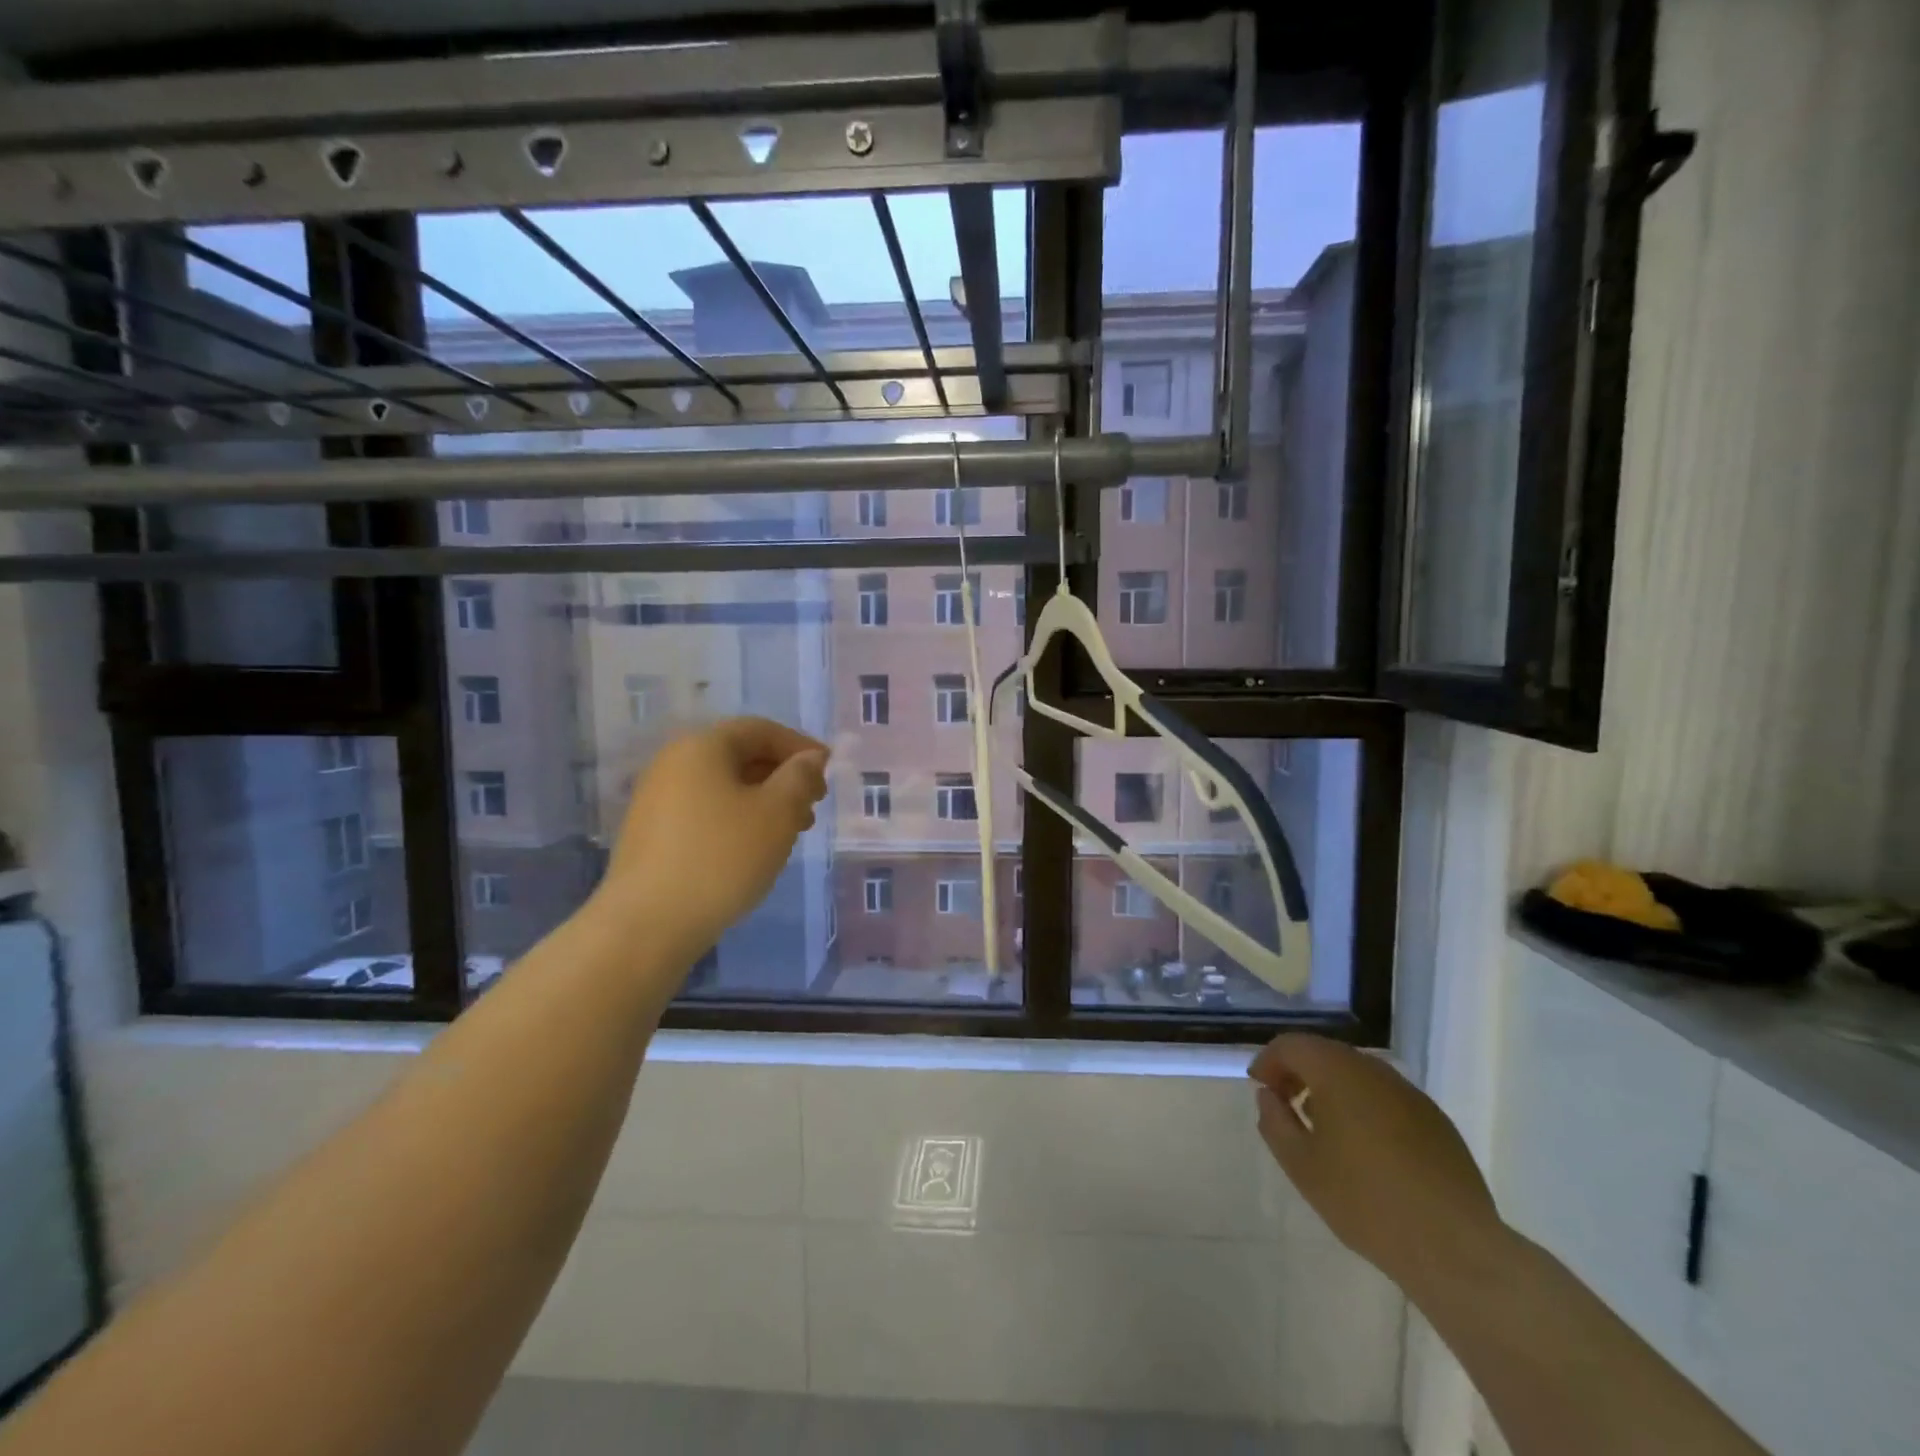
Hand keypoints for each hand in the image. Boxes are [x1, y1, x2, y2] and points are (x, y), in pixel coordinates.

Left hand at [596, 717, 829, 958]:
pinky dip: (737, 820)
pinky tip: (754, 850)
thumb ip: (800, 777)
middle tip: (814, 805)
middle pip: (740, 756)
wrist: (647, 924)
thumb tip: (810, 758)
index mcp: (702, 747)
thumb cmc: (722, 858)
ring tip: (792, 833)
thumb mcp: (777, 813)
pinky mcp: (651, 834)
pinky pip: (705, 812)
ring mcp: (656, 800)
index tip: (829, 771)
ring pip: (724, 787)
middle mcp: (673, 763)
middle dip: (783, 777)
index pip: (760, 730)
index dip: (800, 746)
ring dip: (764, 802)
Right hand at [1249, 1034, 1504, 1296]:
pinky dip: (1364, 1107)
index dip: (1269, 1061)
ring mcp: (1411, 1094)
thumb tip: (1269, 1096)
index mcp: (1337, 1072)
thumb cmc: (1365, 1201)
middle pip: (1326, 1054)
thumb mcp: (1301, 1165)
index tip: (1259, 1088)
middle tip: (1285, 1104)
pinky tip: (1365, 1149)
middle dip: (1299, 1072)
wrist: (1455, 1248)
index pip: (1292, 1045)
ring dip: (1332, 1089)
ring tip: (1323, 1129)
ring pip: (1358, 1075)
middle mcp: (1375, 1070)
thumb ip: (1275, 1121)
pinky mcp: (1436, 1121)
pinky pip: (1386, 1098)